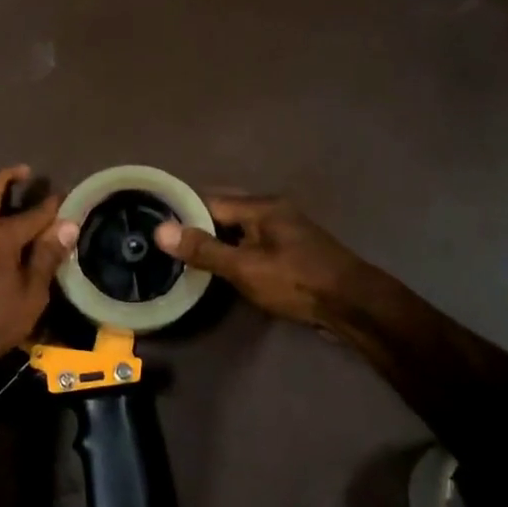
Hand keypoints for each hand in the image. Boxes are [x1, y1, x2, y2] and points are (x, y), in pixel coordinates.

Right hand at [153, 193, 374, 329]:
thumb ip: (204, 250)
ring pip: (238, 228)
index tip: (153, 224)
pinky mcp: (290, 251)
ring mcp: (283, 231)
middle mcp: (272, 211)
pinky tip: (219, 266)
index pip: (209, 200)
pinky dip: (233, 250)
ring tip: (184, 254)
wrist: (354, 306)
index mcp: (260, 206)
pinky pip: (251, 242)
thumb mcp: (245, 268)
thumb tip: (161, 230)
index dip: (181, 211)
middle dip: (197, 223)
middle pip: (224, 211)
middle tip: (166, 242)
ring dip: (215, 239)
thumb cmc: (297, 281)